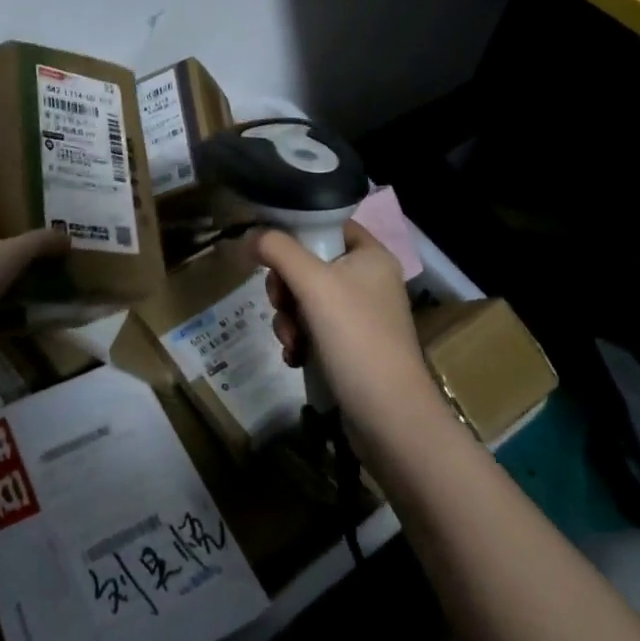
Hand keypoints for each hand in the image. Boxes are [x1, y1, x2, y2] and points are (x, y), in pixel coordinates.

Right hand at [253, 221, 436, 438]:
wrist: (390, 417)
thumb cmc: (355, 337)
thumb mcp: (313, 283)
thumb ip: (278, 250)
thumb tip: (250, 236)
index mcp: (371, 255)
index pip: (328, 223)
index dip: (297, 230)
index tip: (270, 250)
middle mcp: (369, 280)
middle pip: (310, 263)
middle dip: (286, 286)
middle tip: (280, 302)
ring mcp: (362, 316)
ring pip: (306, 298)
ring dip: (287, 317)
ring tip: (290, 339)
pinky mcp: (352, 347)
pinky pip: (313, 328)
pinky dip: (299, 339)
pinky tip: (296, 356)